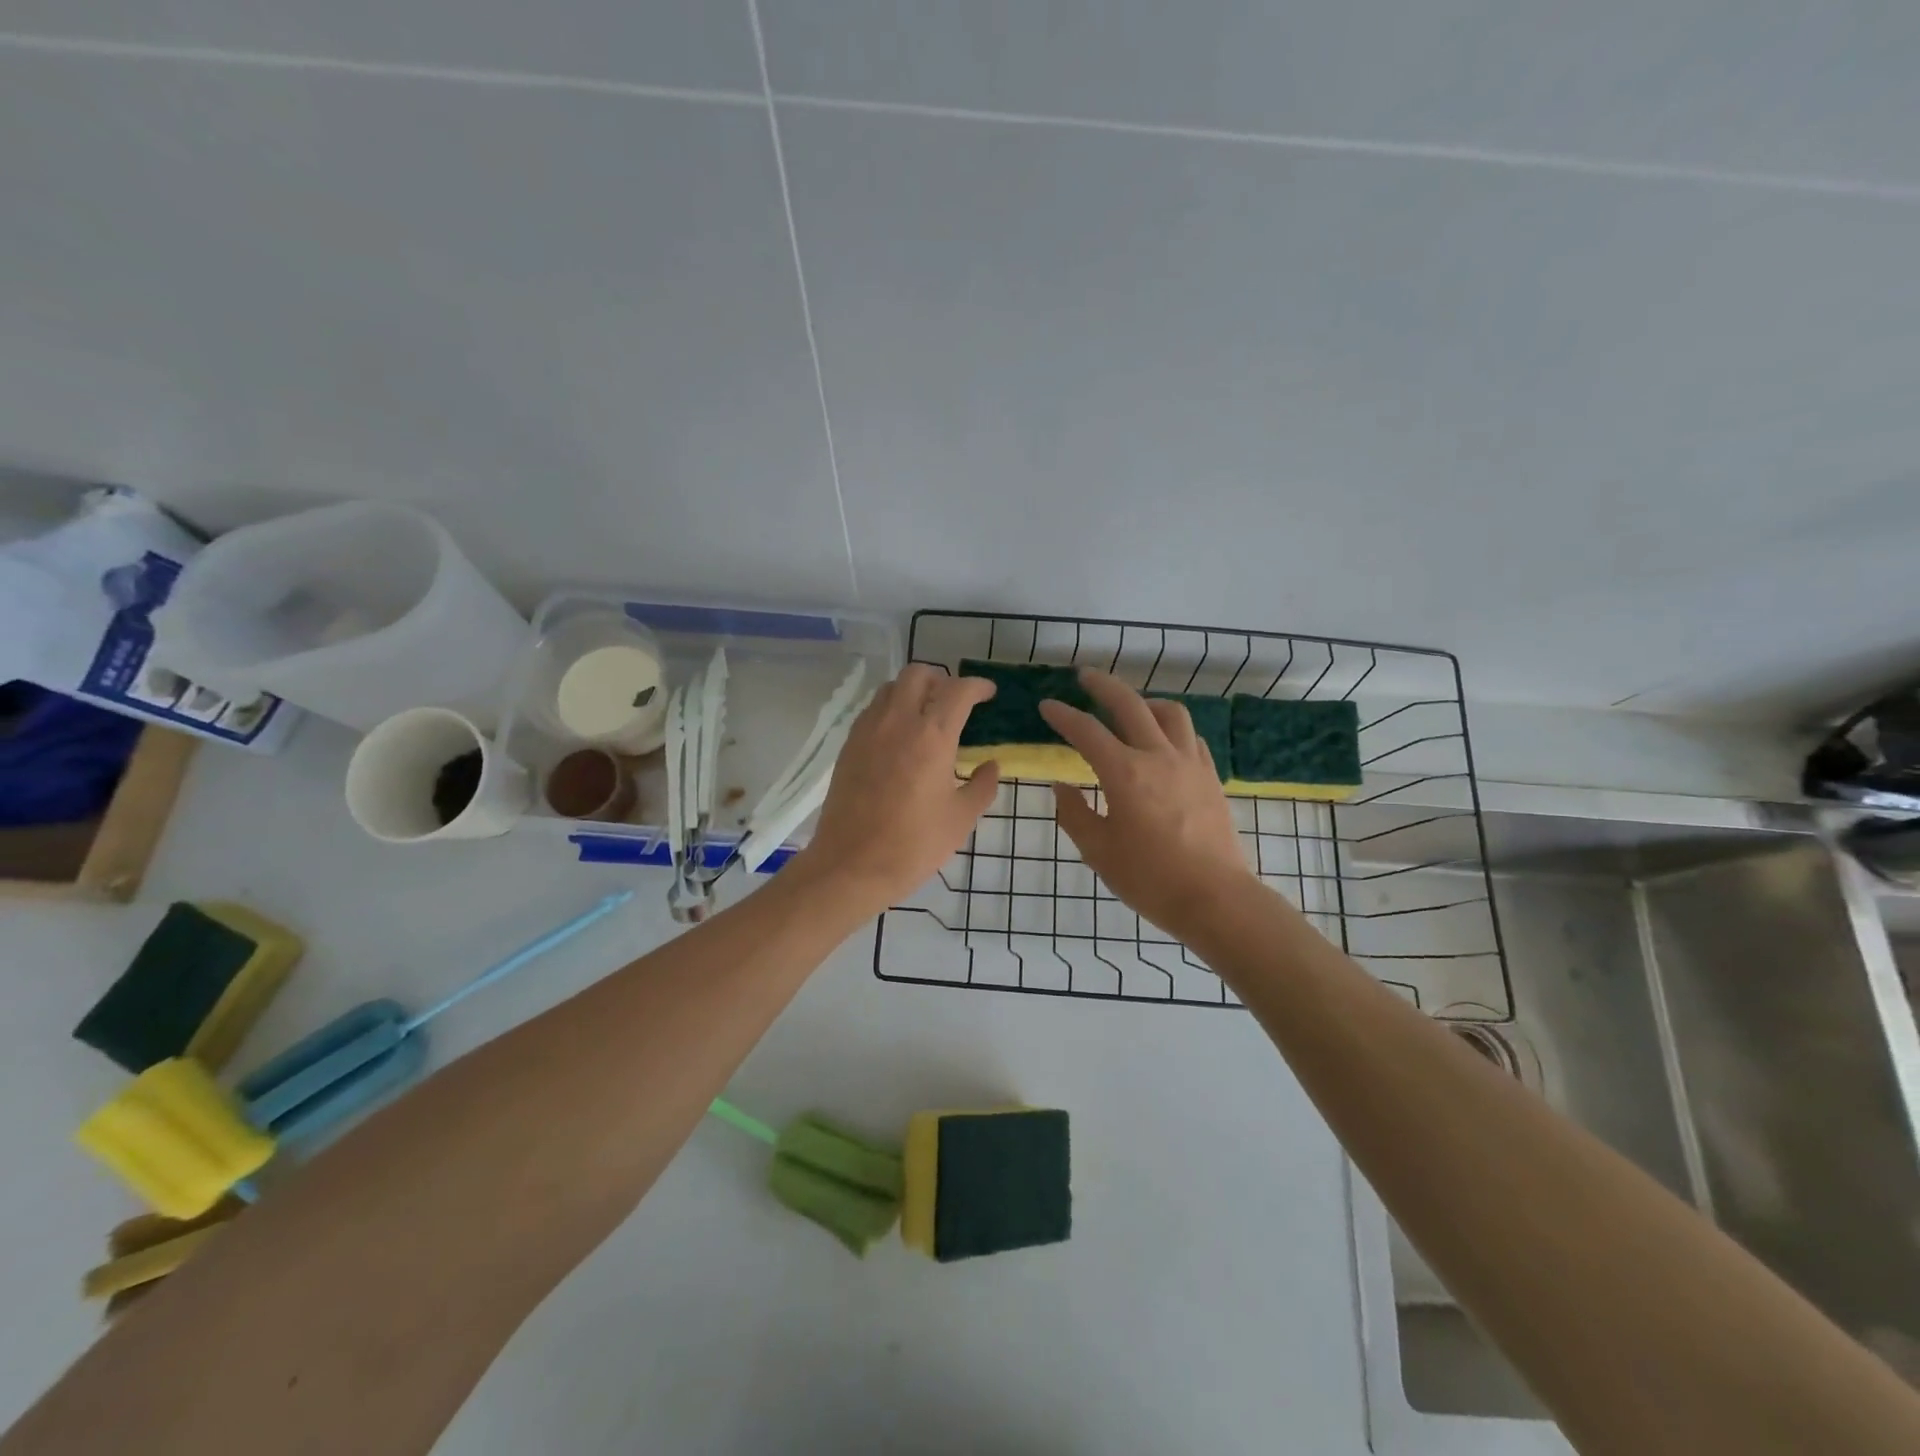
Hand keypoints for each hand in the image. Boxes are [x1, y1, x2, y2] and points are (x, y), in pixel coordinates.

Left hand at [793, 664, 1000, 913]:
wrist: (850, 866)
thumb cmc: (913, 845)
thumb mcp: (960, 819)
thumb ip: (981, 786)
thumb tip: (990, 765)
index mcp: (932, 736)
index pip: (958, 690)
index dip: (978, 686)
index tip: (989, 694)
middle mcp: (897, 721)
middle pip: (919, 674)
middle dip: (942, 679)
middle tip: (956, 702)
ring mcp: (868, 730)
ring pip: (891, 688)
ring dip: (913, 691)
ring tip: (927, 716)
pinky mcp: (848, 745)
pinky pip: (873, 710)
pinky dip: (891, 709)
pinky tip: (900, 738)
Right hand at [1041, 669, 1254, 940]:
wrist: (1215, 898)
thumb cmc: (1150, 878)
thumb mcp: (1099, 851)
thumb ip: (1075, 814)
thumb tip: (1062, 787)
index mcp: (1125, 773)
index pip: (1087, 731)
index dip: (1063, 715)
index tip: (1046, 706)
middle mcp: (1158, 756)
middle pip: (1130, 704)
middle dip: (1103, 685)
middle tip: (1084, 676)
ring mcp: (1190, 763)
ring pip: (1170, 712)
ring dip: (1145, 702)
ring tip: (1131, 707)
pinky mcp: (1210, 776)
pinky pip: (1190, 736)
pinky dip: (1171, 727)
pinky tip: (1163, 741)